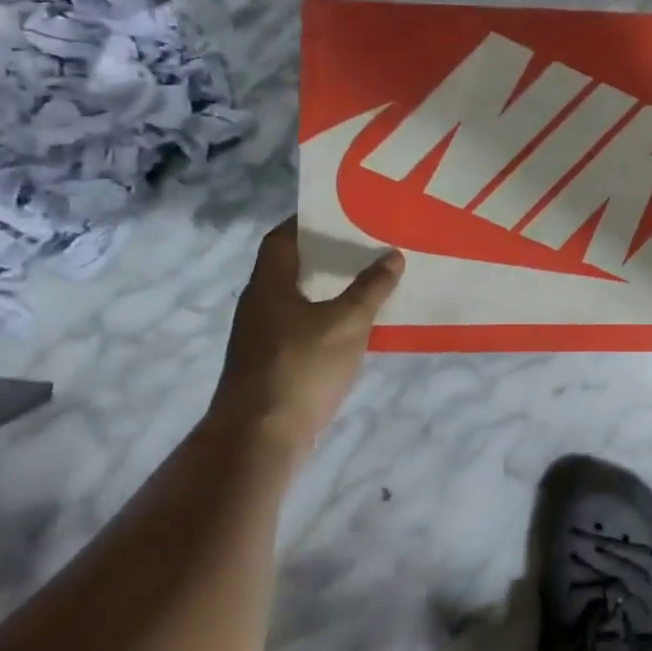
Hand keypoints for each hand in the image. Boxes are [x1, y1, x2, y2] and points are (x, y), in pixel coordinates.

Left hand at [207, 220, 403, 465]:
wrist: (259, 438)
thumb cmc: (301, 367)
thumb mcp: (348, 322)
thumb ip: (371, 288)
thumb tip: (392, 255)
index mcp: (269, 285)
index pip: (282, 238)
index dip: (307, 221)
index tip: (341, 212)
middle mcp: (259, 305)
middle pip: (291, 267)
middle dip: (326, 255)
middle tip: (365, 244)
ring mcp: (261, 338)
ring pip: (298, 299)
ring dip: (328, 288)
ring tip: (368, 279)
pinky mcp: (270, 365)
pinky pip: (301, 327)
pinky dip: (326, 318)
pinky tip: (354, 326)